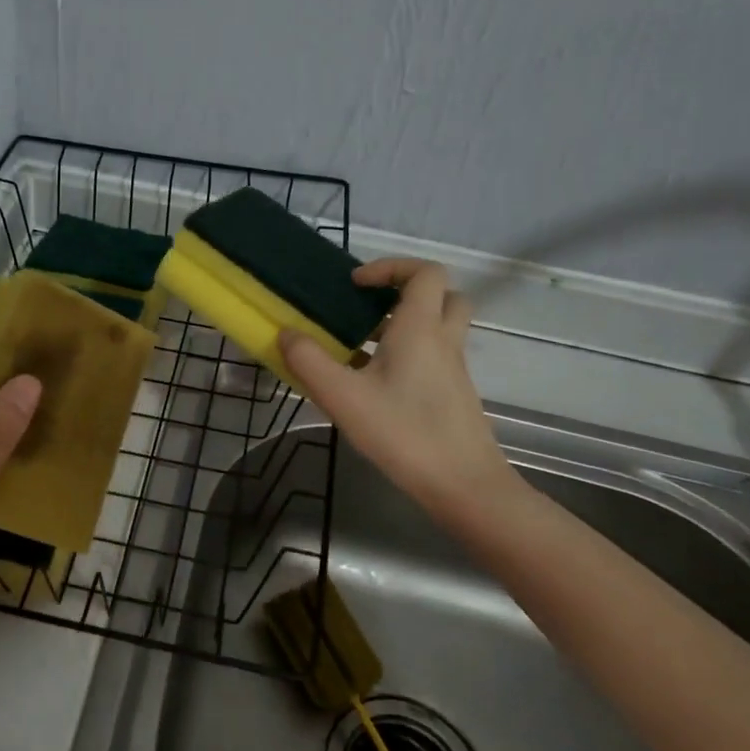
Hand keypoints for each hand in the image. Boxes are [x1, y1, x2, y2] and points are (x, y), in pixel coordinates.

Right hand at [279, 259, 518, 523]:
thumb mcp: (343, 396)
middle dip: (405, 293)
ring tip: (359, 349)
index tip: (356, 284)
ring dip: (403, 327)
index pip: (424, 272)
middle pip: (441, 296)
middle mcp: (442, 340)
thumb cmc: (403, 432)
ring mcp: (453, 369)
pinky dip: (407, 356)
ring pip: (437, 329)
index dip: (391, 267)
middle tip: (368, 310)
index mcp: (420, 328)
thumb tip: (286, 334)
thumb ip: (309, 361)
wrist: (462, 483)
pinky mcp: (453, 394)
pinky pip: (433, 358)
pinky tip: (373, 387)